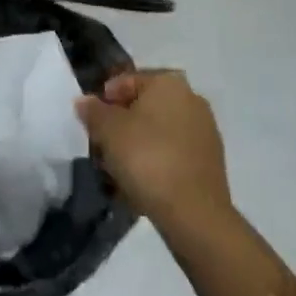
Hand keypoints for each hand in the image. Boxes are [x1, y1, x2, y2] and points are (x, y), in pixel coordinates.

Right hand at [77, 69, 230, 226]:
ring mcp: (205, 131)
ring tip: (121, 169)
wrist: (195, 215)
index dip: (105, 101)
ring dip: (140, 144)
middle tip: (104, 147)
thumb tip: (84, 101)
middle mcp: (191, 97)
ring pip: (161, 131)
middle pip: (145, 106)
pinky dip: (158, 162)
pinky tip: (144, 183)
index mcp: (168, 81)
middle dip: (123, 124)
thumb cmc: (148, 158)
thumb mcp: (109, 131)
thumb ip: (93, 111)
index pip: (127, 81)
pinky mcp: (212, 162)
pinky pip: (175, 153)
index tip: (92, 125)